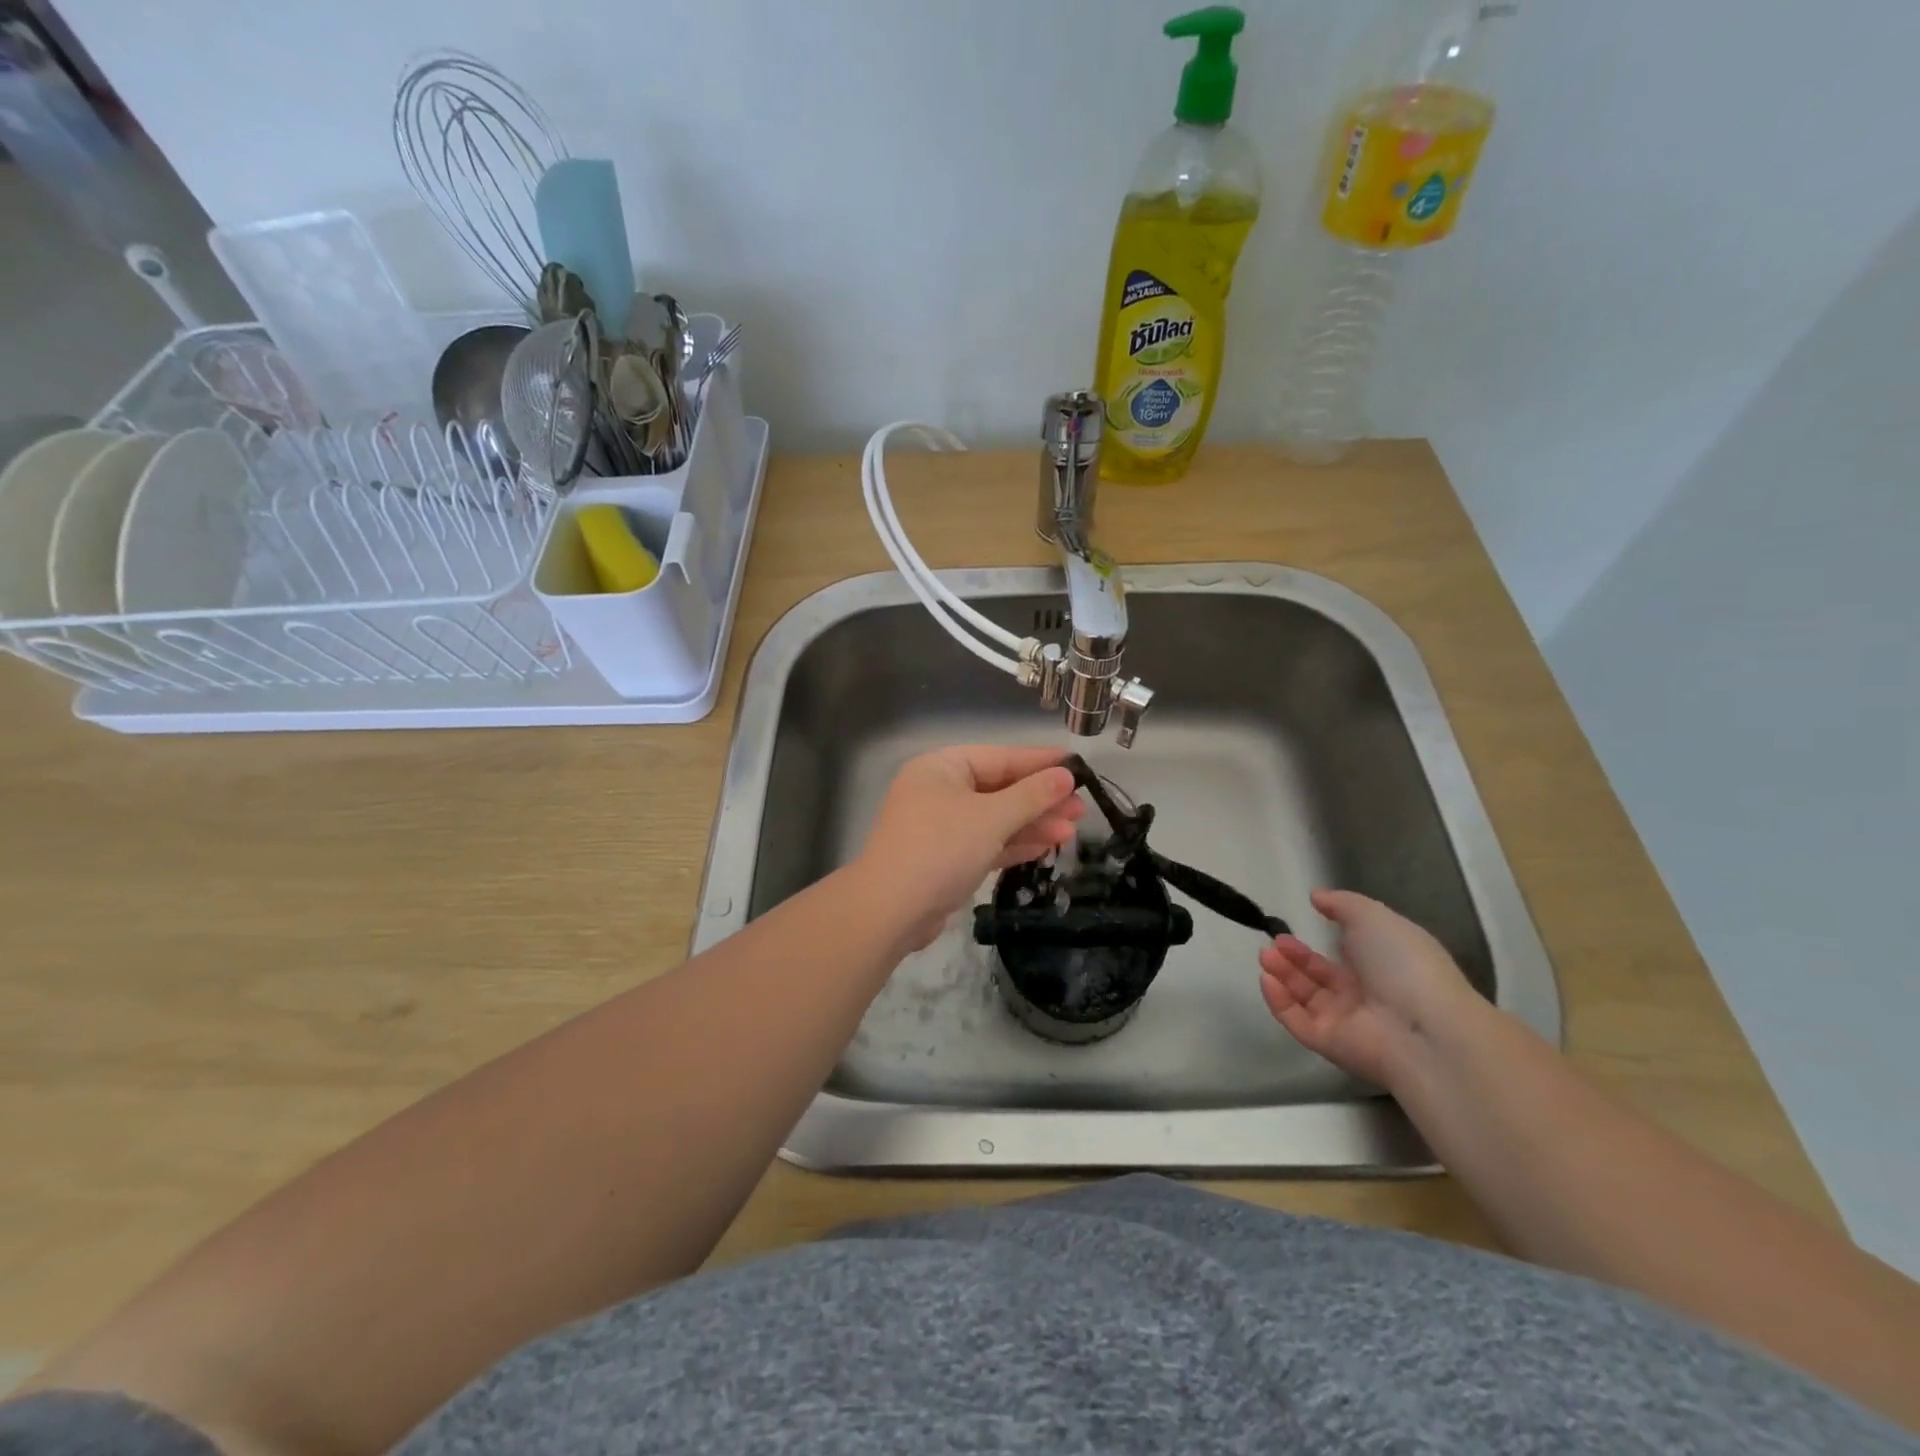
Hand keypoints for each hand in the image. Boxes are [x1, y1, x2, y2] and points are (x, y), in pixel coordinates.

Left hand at [856, 746, 1084, 949]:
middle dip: (1040, 799)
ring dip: (1032, 823)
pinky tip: (1046, 846)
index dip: (1040, 762)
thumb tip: (1065, 775)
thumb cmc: (941, 849)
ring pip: (995, 818)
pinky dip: (1014, 843)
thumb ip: (1031, 795)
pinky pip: (986, 842)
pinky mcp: (945, 858)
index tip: (1077, 766)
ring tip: (1073, 830)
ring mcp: (941, 826)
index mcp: (942, 768)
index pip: (1000, 758)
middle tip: (1082, 808)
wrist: (891, 910)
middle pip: (999, 788)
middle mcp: (939, 791)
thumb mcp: (992, 817)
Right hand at [1258, 889, 1482, 1088]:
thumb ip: (1342, 904)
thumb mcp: (1374, 917)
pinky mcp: (1328, 1043)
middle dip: (1293, 957)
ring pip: (1304, 996)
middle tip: (1273, 943)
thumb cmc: (1403, 964)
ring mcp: (1345, 1021)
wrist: (1422, 1028)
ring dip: (1282, 974)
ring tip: (1265, 955)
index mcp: (1380, 966)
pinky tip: (1266, 979)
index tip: (1293, 926)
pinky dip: (1278, 1001)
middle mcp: (1363, 994)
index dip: (1319, 942)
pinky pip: (1297, 1021)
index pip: (1343, 956)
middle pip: (1318, 976)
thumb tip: (1316, 897)